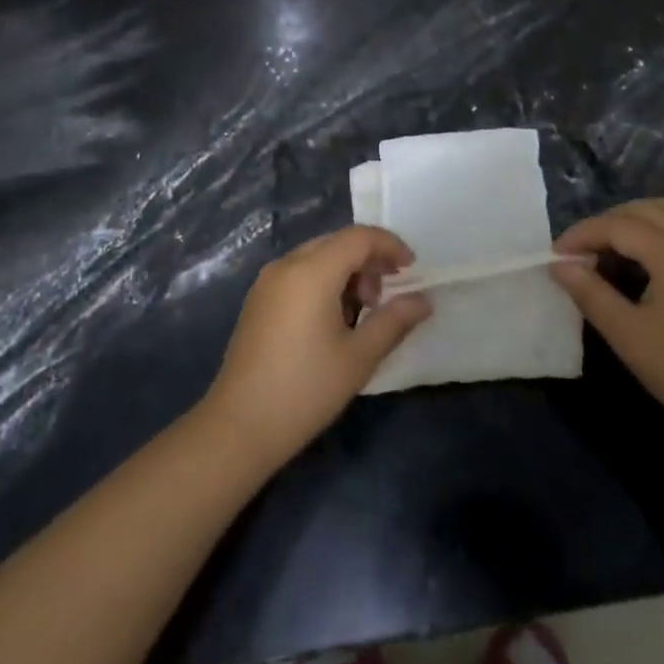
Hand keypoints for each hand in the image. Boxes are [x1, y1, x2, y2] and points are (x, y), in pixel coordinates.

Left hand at [201, 226, 431, 468]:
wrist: (239, 426)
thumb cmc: (306, 389)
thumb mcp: (359, 357)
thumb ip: (394, 320)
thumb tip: (424, 300)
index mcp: (311, 271)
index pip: (358, 237)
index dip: (390, 245)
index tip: (412, 268)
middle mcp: (287, 265)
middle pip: (337, 242)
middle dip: (369, 260)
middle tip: (386, 297)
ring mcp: (267, 280)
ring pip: (317, 256)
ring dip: (346, 271)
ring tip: (361, 312)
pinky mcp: (258, 299)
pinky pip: (299, 272)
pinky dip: (324, 280)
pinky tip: (332, 319)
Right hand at [551, 198, 663, 450]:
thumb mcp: (627, 334)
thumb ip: (590, 292)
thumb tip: (559, 265)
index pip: (617, 226)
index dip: (581, 235)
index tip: (555, 256)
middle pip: (643, 210)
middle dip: (605, 224)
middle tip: (579, 253)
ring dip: (638, 217)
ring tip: (613, 243)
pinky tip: (657, 250)